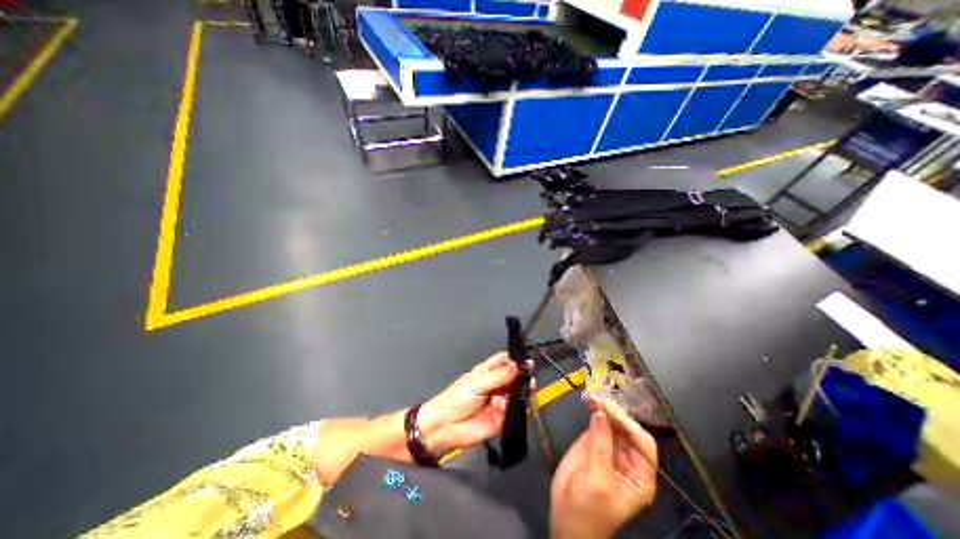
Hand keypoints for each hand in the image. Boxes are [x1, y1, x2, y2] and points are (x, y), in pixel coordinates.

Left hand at [417, 354, 528, 458]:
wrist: (445, 428)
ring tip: (524, 387)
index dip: (514, 360)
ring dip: (520, 391)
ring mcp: (498, 401)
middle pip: (513, 377)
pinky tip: (508, 403)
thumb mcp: (476, 383)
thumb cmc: (455, 399)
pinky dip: (514, 407)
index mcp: (487, 372)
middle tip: (529, 375)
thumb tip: (515, 365)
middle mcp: (495, 385)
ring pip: (515, 394)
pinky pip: (513, 411)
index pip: (503, 362)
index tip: (524, 361)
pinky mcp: (501, 418)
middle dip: (521, 376)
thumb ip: (497, 376)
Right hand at [552, 395, 656, 538]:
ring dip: (604, 408)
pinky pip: (598, 423)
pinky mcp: (593, 441)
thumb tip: (601, 414)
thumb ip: (600, 446)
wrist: (565, 516)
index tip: (612, 411)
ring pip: (613, 423)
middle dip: (616, 413)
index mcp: (640, 475)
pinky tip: (590, 401)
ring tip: (593, 396)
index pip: (643, 444)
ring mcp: (609, 448)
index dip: (630, 425)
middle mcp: (628, 459)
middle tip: (599, 398)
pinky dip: (594, 411)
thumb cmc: (588, 508)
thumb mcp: (598, 481)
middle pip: (628, 429)